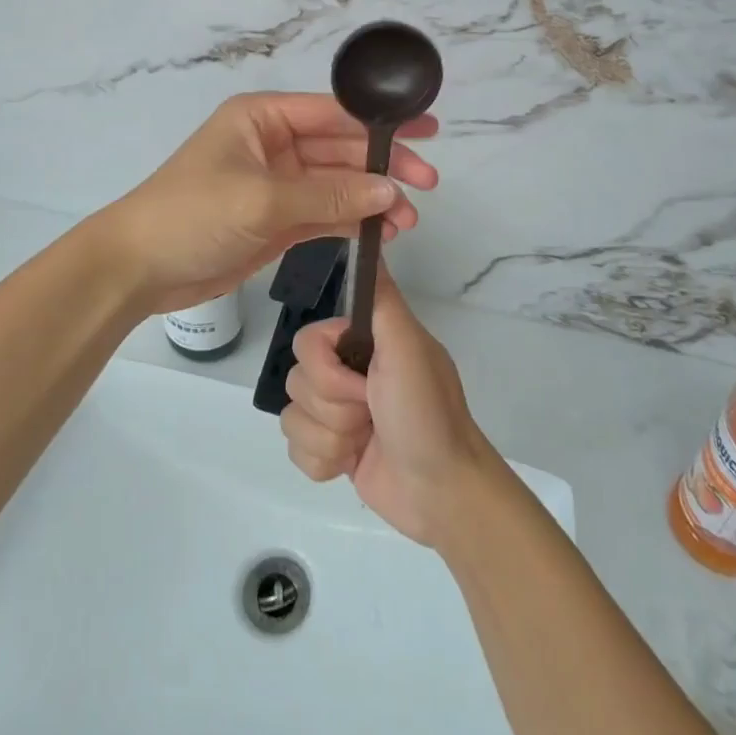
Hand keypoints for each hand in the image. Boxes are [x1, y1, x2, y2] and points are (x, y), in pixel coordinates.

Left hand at [94, 93, 437, 314]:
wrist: (139, 268)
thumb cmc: (193, 214)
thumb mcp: (263, 200)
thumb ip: (329, 195)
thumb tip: (390, 190)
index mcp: (263, 118)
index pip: (332, 112)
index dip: (380, 122)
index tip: (426, 130)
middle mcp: (274, 144)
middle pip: (340, 149)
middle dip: (382, 166)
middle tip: (428, 184)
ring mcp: (277, 184)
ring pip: (337, 184)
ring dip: (372, 198)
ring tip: (409, 219)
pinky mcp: (278, 220)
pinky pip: (325, 212)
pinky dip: (353, 220)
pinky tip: (382, 230)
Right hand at [279, 269, 497, 546]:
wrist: (442, 494)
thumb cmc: (426, 415)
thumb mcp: (408, 348)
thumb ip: (381, 299)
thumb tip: (367, 239)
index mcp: (364, 343)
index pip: (307, 341)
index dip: (327, 368)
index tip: (362, 383)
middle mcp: (347, 372)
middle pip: (297, 381)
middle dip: (333, 408)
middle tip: (371, 415)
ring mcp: (338, 413)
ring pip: (293, 417)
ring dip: (331, 438)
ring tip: (365, 443)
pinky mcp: (332, 451)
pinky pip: (296, 451)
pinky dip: (324, 462)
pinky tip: (352, 464)